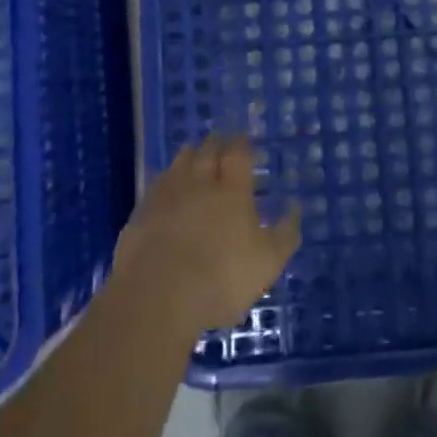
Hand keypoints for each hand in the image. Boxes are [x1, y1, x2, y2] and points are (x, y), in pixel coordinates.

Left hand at [113, 135, 301, 336]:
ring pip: (178, 163)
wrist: (157, 297)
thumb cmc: (221, 278)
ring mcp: (166, 196)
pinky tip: (165, 187)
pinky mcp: (140, 214)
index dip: (241, 144)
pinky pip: (156, 186)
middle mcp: (199, 182)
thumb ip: (285, 233)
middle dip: (215, 144)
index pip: (238, 153)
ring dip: (188, 156)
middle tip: (220, 142)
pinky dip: (164, 181)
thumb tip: (295, 207)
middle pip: (206, 151)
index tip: (244, 139)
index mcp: (232, 189)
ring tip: (193, 155)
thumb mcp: (268, 263)